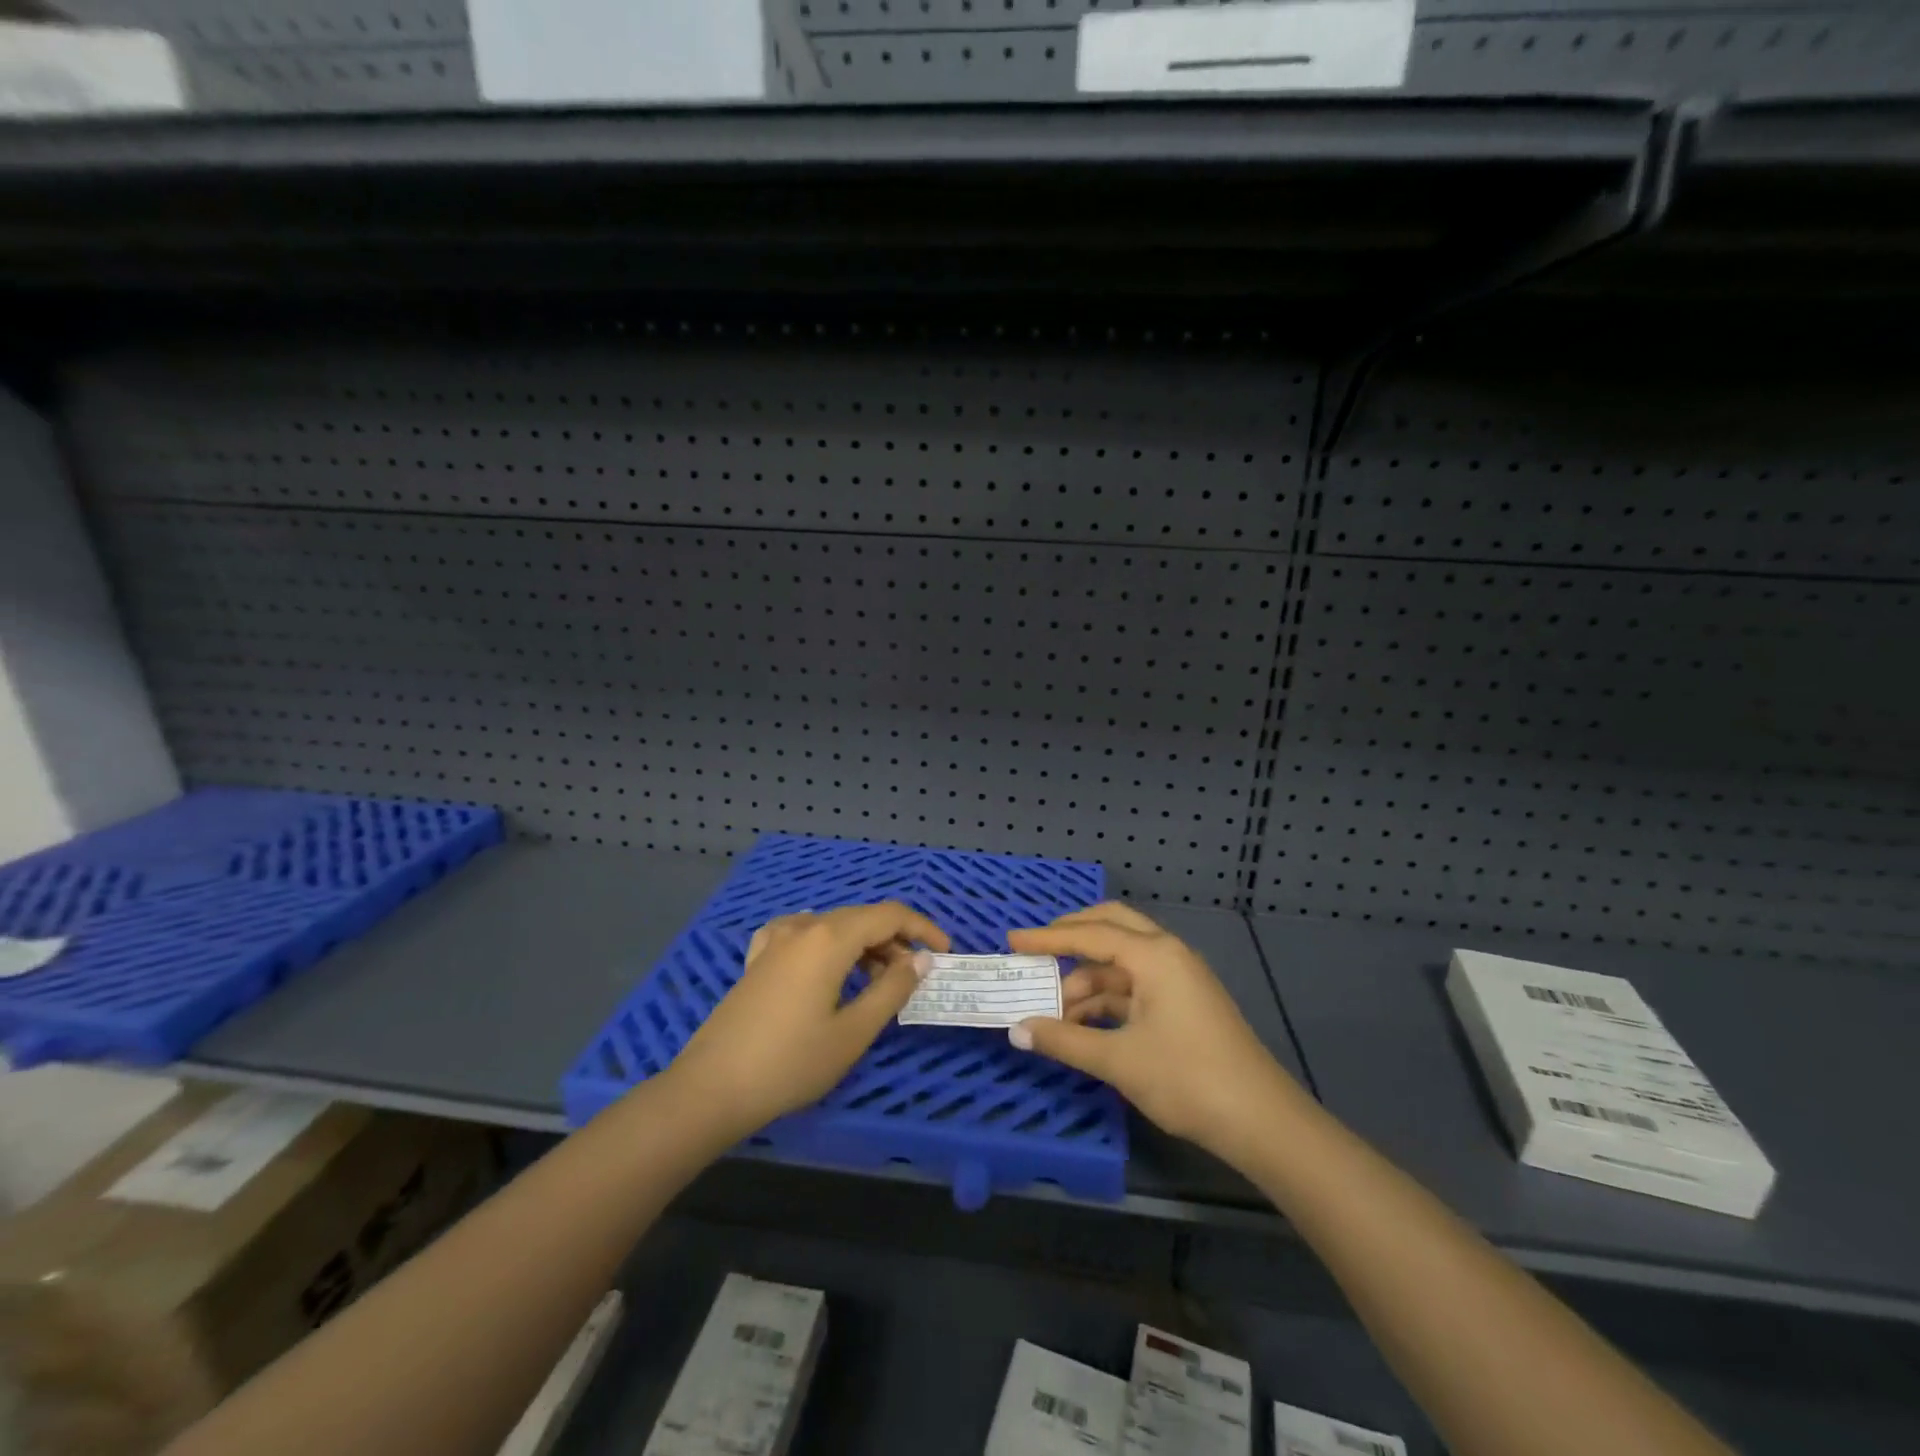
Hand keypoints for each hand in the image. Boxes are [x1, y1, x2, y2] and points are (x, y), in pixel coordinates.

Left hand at [667, 903, 949, 1139]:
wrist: (711, 1088)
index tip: (944, 953)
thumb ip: (893, 989)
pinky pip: (801, 935)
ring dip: (862, 946)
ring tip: (876, 981)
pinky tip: (824, 964)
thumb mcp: (853, 1032)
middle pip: (861, 918)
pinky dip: (826, 945)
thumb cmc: (791, 1063)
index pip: (889, 915)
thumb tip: (921, 959)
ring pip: (832, 927)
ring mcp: (775, 941)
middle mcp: (803, 927)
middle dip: (894, 941)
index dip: (923, 929)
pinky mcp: (758, 960)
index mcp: (830, 938)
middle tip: (912, 978)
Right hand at [1007, 902, 1300, 1162]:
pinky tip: (1083, 1025)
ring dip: (1087, 980)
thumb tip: (1017, 1029)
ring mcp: (1179, 979)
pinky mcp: (1184, 1003)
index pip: (1090, 934)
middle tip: (1035, 953)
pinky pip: (1136, 987)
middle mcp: (1168, 954)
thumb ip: (1064, 1041)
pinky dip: (1107, 999)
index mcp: (1155, 955)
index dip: (1047, 938)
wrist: (1262, 1123)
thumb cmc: (1188, 1080)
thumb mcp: (1118, 1061)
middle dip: (1071, 937)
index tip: (1012, 940)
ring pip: (1122, 963)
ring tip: (1053, 1012)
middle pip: (1111, 928)